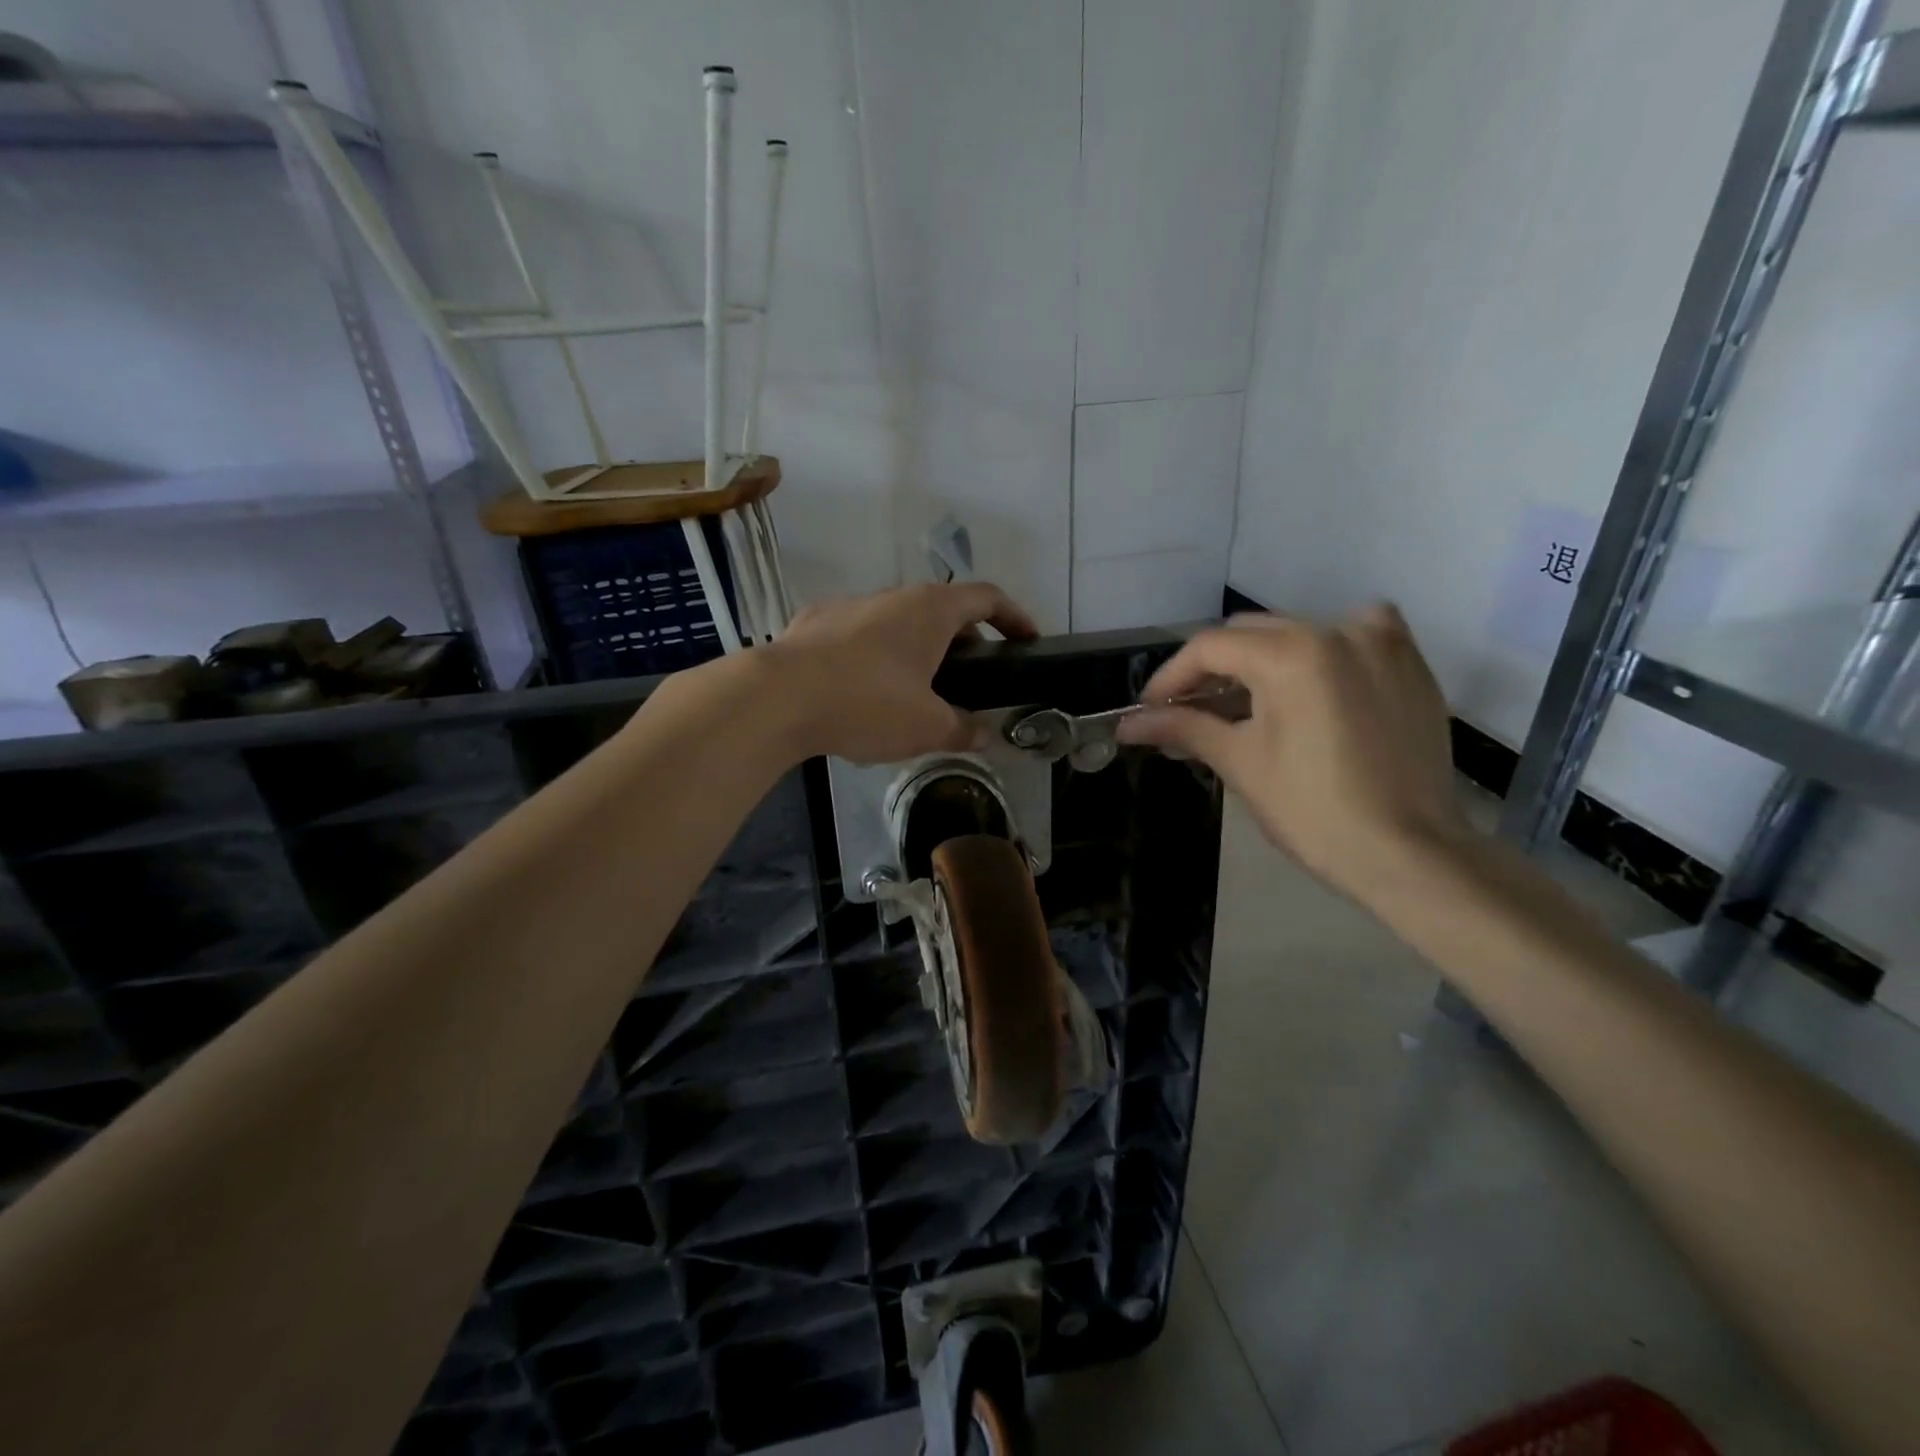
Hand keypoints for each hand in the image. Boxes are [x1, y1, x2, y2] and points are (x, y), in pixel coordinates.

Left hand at [767, 582, 1038, 763]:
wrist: (777, 698)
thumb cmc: (868, 704)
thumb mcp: (927, 727)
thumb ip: (963, 729)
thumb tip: (984, 735)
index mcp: (931, 610)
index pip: (988, 597)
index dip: (1015, 617)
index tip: (1027, 639)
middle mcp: (893, 596)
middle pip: (943, 608)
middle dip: (964, 639)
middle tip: (971, 676)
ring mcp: (850, 605)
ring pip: (898, 620)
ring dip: (917, 647)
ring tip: (916, 688)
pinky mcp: (814, 623)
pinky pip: (860, 634)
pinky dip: (876, 654)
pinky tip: (863, 689)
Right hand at [1116, 607, 1470, 902]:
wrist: (1410, 854)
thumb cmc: (1314, 812)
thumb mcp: (1241, 763)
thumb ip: (1184, 727)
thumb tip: (1128, 724)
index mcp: (1290, 654)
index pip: (1209, 648)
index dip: (1170, 678)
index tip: (1149, 710)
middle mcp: (1336, 630)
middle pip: (1250, 634)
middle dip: (1212, 670)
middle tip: (1190, 711)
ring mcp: (1380, 642)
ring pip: (1298, 632)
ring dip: (1263, 660)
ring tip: (1246, 703)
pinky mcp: (1409, 663)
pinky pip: (1356, 634)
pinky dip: (1326, 648)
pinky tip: (1317, 679)